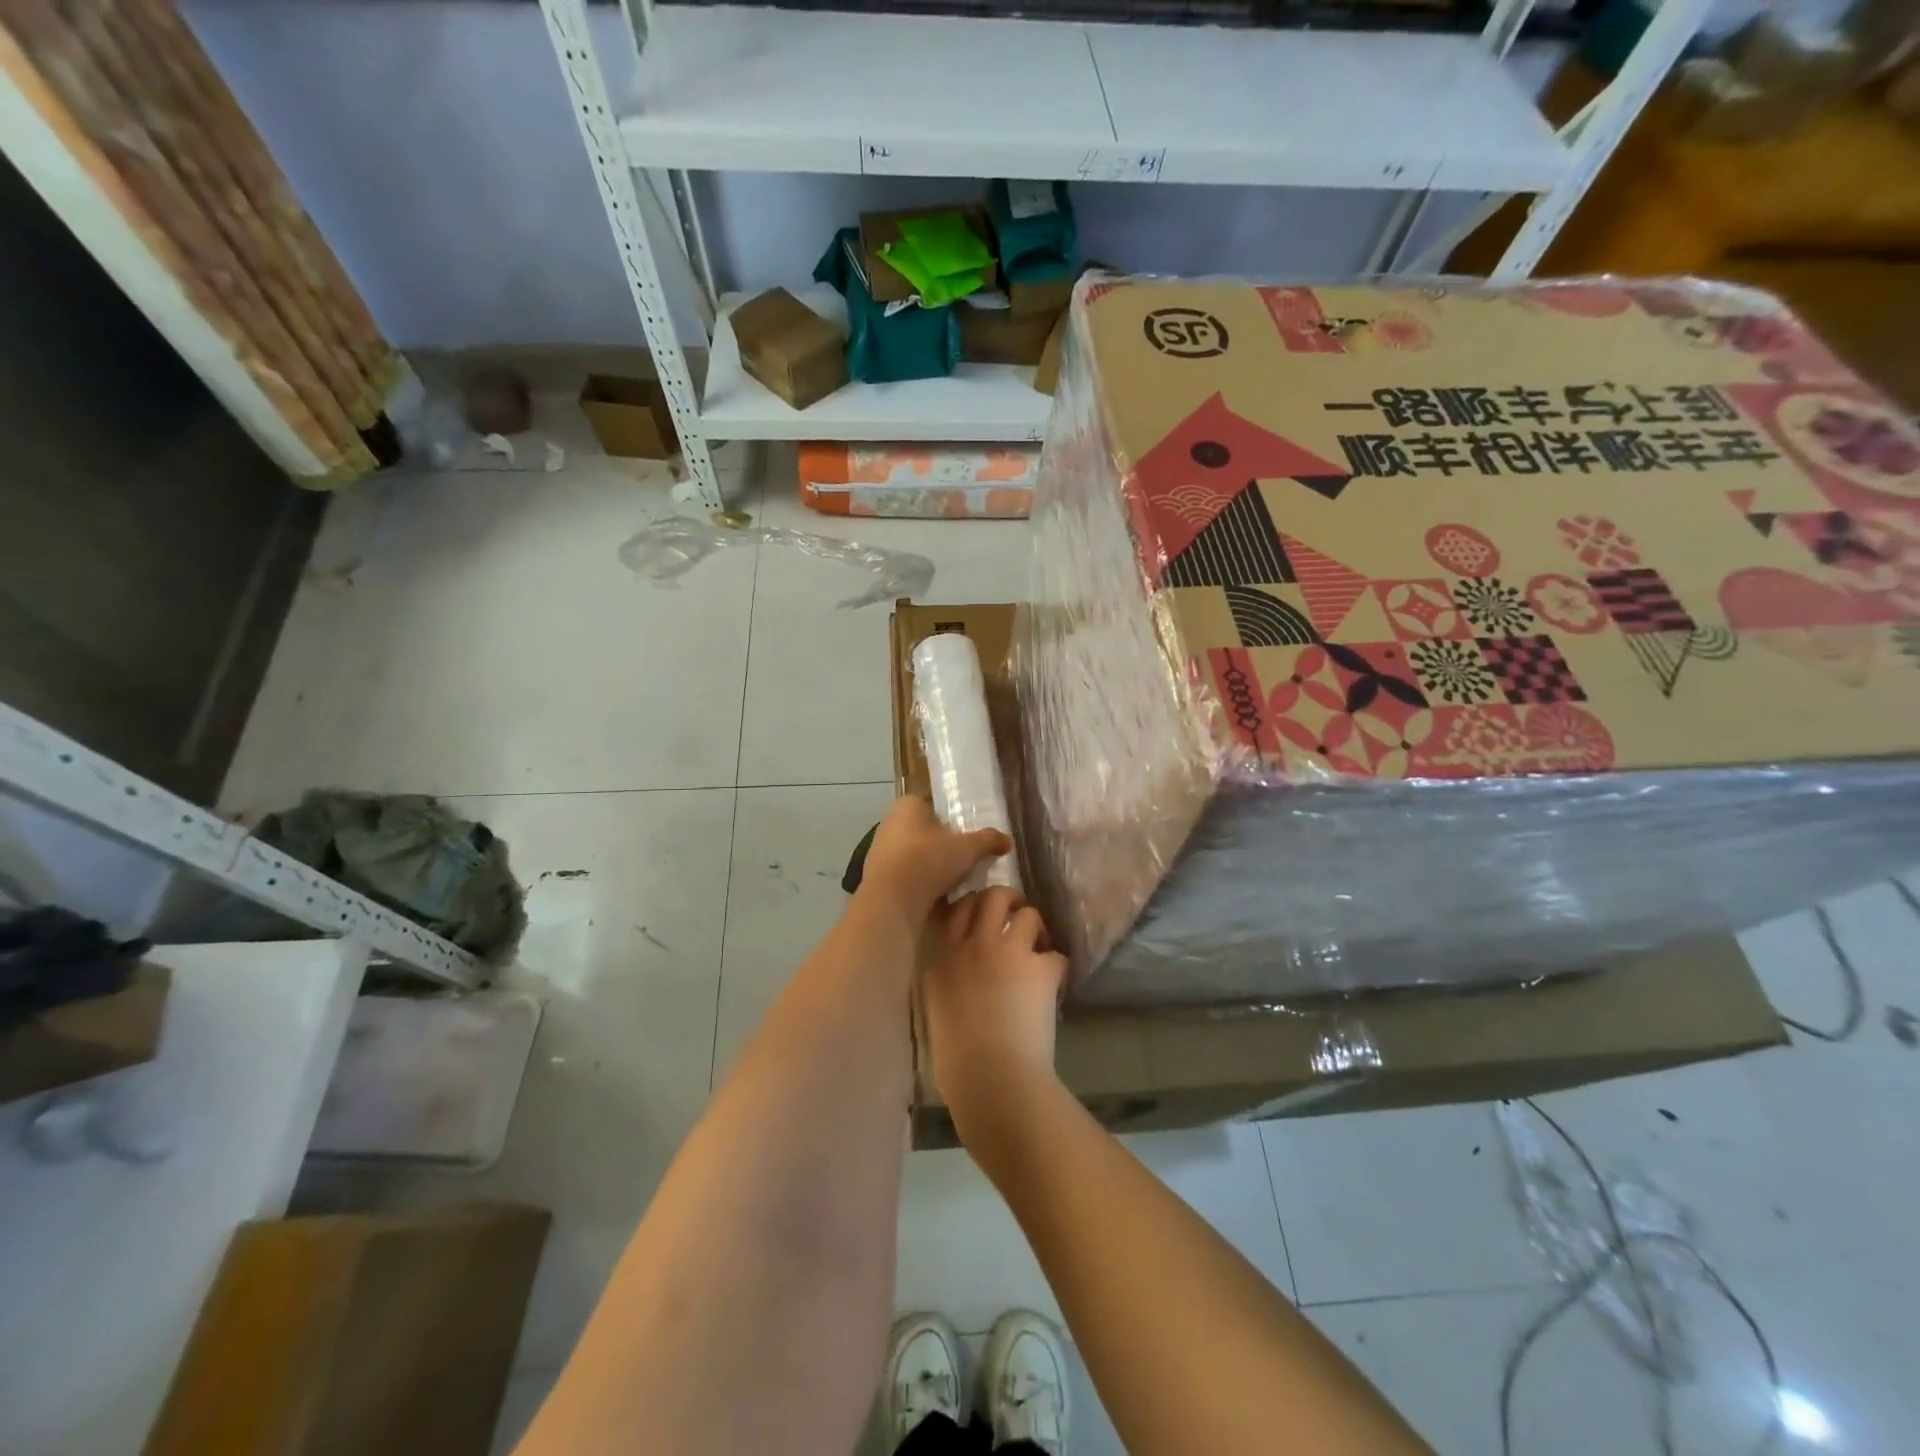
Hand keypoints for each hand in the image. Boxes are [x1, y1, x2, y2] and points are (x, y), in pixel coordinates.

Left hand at [858, 796, 1011, 924]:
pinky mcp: (877, 876)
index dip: (950, 815)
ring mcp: (880, 850)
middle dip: (942, 842)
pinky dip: (919, 881)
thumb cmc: (928, 861)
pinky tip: (936, 894)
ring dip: (930, 864)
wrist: (891, 901)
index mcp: (908, 805)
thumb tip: (1007, 840)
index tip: (966, 830)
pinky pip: (905, 874)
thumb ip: (988, 840)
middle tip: (965, 855)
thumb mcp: (968, 849)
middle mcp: (889, 822)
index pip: (931, 803)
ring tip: (955, 878)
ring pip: (913, 853)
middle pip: (923, 829)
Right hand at [922, 886, 1068, 1143]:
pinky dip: (1057, 967)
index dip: (973, 906)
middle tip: (1017, 918)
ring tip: (1039, 950)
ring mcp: (1007, 951)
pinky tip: (1055, 984)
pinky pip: (1056, 954)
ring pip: (1028, 913)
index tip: (982, 917)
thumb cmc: (955, 1057)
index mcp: (942, 956)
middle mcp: (972, 943)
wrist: (991, 1078)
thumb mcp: (937, 1006)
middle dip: (1009, 901)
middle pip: (993, 895)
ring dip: (1036, 929)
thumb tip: (962, 970)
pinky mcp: (1040, 967)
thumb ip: (948, 977)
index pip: (956, 906)